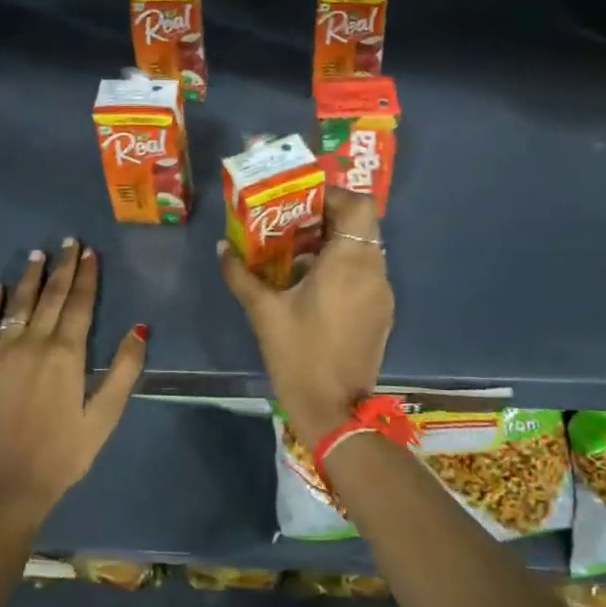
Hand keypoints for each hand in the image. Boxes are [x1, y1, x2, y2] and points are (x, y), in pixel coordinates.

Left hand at [0, 238, 146, 526]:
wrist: (6, 485)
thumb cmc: (63, 453)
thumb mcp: (105, 416)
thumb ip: (124, 370)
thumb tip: (140, 328)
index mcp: (67, 354)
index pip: (80, 303)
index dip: (87, 276)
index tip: (90, 252)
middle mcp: (34, 342)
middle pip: (52, 296)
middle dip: (63, 266)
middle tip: (69, 241)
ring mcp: (2, 351)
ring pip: (20, 303)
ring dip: (31, 276)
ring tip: (39, 253)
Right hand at [218, 188, 393, 444]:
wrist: (335, 411)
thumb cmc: (298, 355)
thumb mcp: (263, 312)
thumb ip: (241, 275)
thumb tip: (222, 247)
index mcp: (349, 262)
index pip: (359, 205)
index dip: (334, 195)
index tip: (303, 202)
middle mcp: (373, 270)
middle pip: (363, 224)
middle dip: (331, 218)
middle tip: (297, 224)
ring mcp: (382, 293)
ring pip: (366, 249)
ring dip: (337, 243)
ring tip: (301, 254)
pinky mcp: (382, 313)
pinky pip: (367, 274)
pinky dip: (345, 267)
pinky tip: (316, 286)